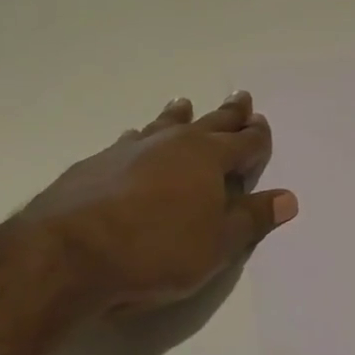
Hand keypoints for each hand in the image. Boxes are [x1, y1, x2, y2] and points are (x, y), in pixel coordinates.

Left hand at [16, 92, 297, 314]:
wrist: (66, 256)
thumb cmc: (158, 250)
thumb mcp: (219, 243)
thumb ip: (253, 218)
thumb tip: (288, 198)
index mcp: (208, 159)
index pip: (244, 142)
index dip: (258, 136)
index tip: (263, 123)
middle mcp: (172, 145)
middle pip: (208, 123)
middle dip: (228, 114)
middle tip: (240, 97)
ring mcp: (129, 151)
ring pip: (163, 126)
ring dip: (179, 116)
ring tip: (184, 104)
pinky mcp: (94, 165)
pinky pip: (128, 142)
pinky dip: (140, 138)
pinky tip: (133, 139)